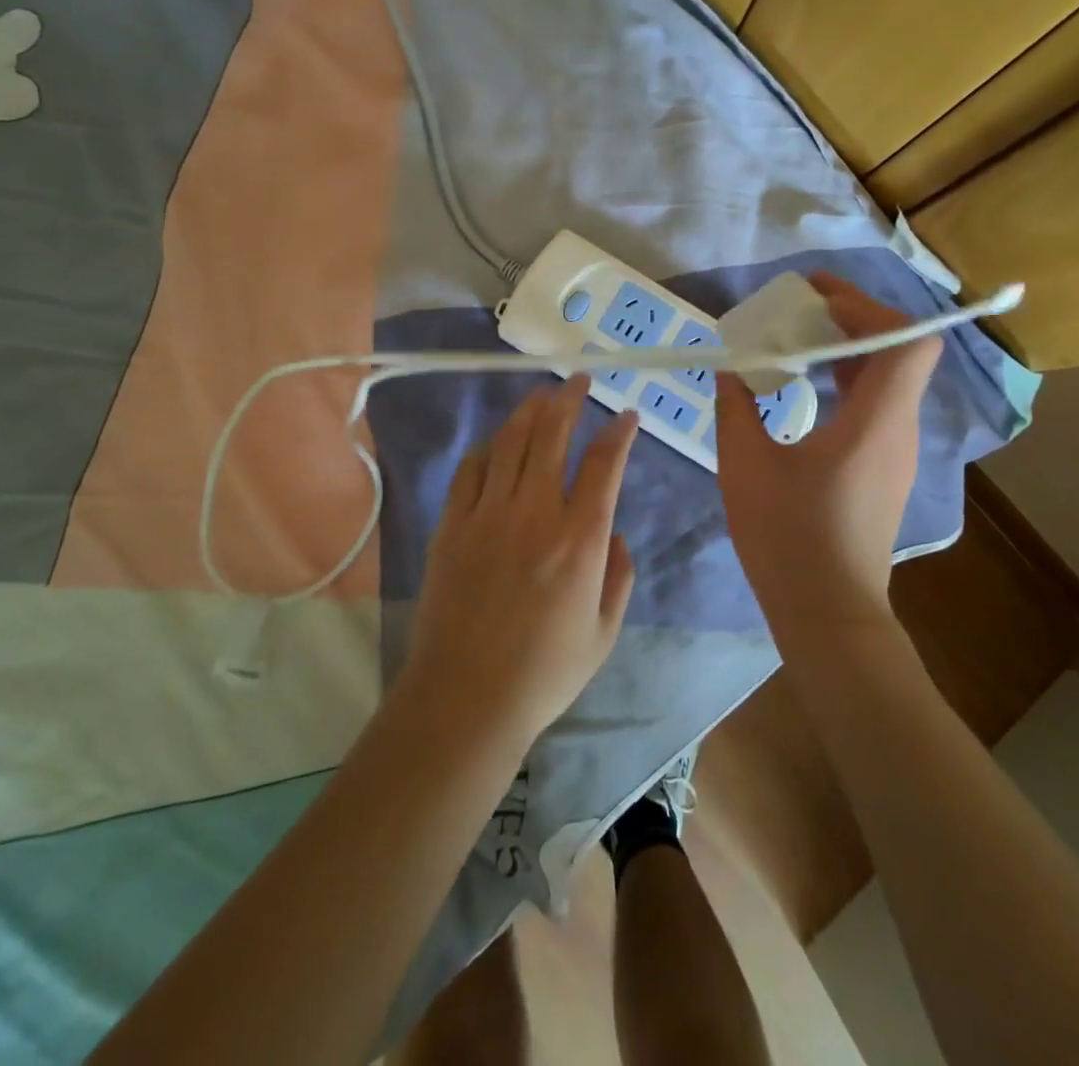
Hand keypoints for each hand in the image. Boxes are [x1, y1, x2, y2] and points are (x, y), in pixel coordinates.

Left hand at [402, 377, 638, 749]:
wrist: (466, 697)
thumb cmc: (544, 672)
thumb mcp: (603, 633)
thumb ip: (618, 577)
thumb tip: (616, 535)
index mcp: (579, 540)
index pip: (604, 466)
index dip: (618, 433)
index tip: (626, 416)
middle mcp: (534, 514)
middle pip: (552, 436)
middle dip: (569, 400)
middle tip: (578, 380)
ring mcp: (487, 515)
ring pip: (510, 444)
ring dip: (529, 413)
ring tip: (541, 395)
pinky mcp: (452, 526)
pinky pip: (470, 472)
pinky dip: (487, 450)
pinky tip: (495, 443)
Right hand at [715, 273, 941, 632]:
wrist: (828, 614)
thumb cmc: (788, 539)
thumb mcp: (745, 466)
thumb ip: (736, 408)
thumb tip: (731, 370)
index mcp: (874, 422)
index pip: (907, 341)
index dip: (868, 307)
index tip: (817, 298)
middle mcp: (897, 428)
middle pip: (900, 350)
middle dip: (852, 318)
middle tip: (800, 308)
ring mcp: (896, 450)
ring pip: (889, 377)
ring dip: (848, 348)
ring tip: (797, 337)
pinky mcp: (884, 468)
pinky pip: (877, 404)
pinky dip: (847, 379)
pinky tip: (806, 385)